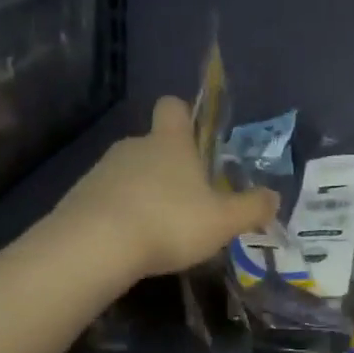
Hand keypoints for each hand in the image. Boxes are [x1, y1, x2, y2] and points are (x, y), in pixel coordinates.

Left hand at [57, 96, 278, 282]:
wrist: (95, 245)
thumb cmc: (169, 222)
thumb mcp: (223, 221)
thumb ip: (251, 208)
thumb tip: (274, 197)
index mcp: (170, 142)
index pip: (173, 107)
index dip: (184, 115)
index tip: (194, 136)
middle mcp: (134, 146)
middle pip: (153, 144)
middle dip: (169, 168)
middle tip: (188, 202)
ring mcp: (102, 170)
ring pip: (129, 172)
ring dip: (143, 192)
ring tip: (158, 229)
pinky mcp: (79, 197)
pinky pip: (107, 198)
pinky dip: (119, 214)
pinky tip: (129, 243)